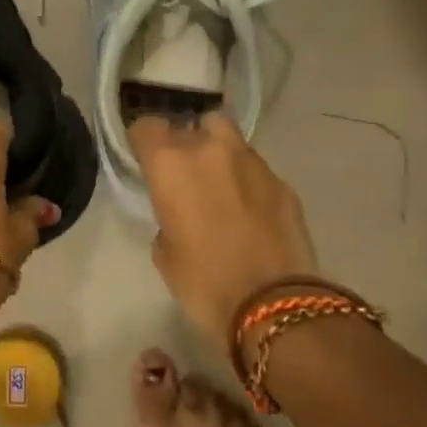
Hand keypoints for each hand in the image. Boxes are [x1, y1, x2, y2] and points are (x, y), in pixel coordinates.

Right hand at [130, 113, 318, 352]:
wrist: (274, 304)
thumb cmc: (203, 282)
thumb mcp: (164, 252)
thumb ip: (166, 217)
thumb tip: (180, 213)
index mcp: (171, 163)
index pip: (146, 126)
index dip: (143, 142)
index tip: (144, 160)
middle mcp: (212, 149)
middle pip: (195, 122)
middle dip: (188, 141)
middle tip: (186, 173)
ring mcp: (254, 163)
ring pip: (231, 142)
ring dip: (221, 158)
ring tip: (220, 191)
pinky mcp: (284, 183)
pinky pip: (256, 171)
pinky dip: (247, 183)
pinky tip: (248, 213)